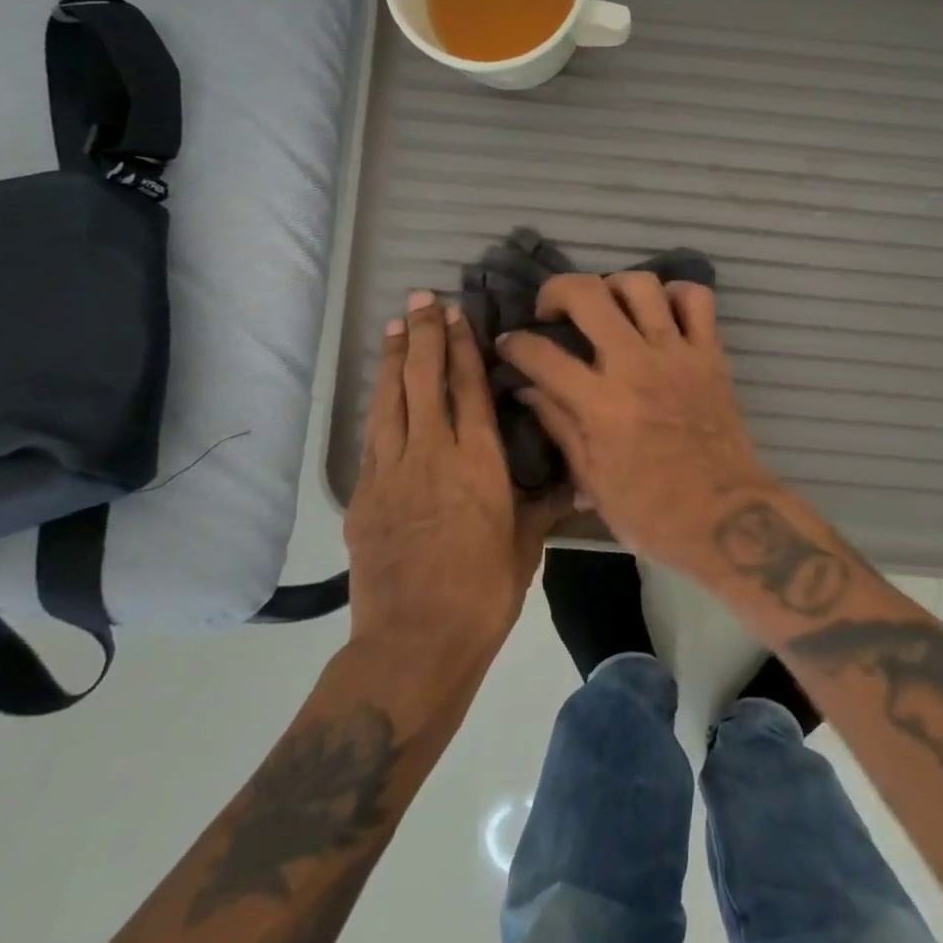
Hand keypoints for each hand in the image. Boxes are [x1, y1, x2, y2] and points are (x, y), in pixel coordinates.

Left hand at [345, 291, 565, 658]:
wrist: (415, 642)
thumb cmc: (484, 590)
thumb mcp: (526, 543)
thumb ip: (545, 502)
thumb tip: (579, 478)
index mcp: (478, 460)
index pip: (467, 387)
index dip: (460, 346)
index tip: (456, 314)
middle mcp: (432, 453)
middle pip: (423, 380)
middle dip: (421, 335)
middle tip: (420, 299)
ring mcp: (391, 472)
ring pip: (390, 400)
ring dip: (393, 360)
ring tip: (395, 327)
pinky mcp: (363, 496)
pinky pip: (373, 437)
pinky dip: (379, 405)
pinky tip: (382, 393)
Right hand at [497, 273, 778, 567]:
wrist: (725, 516)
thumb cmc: (651, 510)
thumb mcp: (591, 480)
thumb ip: (559, 425)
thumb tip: (528, 390)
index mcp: (600, 404)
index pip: (541, 354)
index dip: (514, 343)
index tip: (509, 343)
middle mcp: (635, 365)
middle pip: (588, 295)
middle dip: (557, 290)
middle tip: (553, 310)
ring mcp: (677, 354)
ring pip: (643, 285)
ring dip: (615, 286)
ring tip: (608, 306)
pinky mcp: (711, 354)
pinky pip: (698, 300)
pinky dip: (677, 295)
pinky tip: (662, 312)